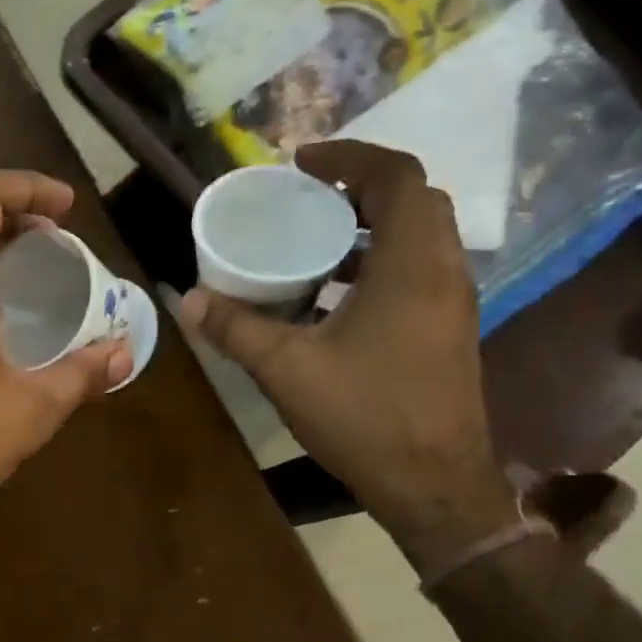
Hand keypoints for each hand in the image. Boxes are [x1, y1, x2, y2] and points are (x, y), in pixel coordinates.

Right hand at [178, 141, 517, 570]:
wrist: (433, 484)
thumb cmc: (365, 416)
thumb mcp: (287, 370)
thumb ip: (237, 329)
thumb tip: (189, 300)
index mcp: (412, 264)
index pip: (396, 176)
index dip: (349, 157)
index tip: (301, 165)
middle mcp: (444, 271)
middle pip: (411, 201)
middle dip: (358, 190)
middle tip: (305, 203)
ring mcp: (452, 303)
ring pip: (418, 239)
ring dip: (368, 230)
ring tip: (311, 248)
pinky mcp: (447, 331)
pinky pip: (417, 273)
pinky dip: (377, 265)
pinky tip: (331, 301)